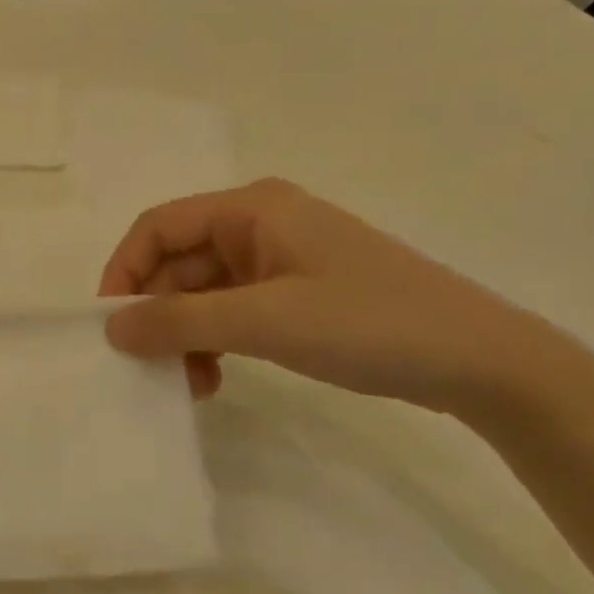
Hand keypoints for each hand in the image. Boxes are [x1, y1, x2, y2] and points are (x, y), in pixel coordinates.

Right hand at [99, 179, 571, 418]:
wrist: (482, 362)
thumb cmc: (368, 324)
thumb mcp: (265, 320)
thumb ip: (181, 321)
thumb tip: (111, 327)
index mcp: (251, 209)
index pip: (159, 227)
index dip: (124, 271)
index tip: (111, 326)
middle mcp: (260, 224)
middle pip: (179, 261)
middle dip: (160, 313)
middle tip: (151, 369)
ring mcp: (281, 259)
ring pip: (204, 291)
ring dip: (187, 334)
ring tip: (190, 384)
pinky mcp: (298, 293)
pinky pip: (234, 310)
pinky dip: (216, 341)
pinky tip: (216, 378)